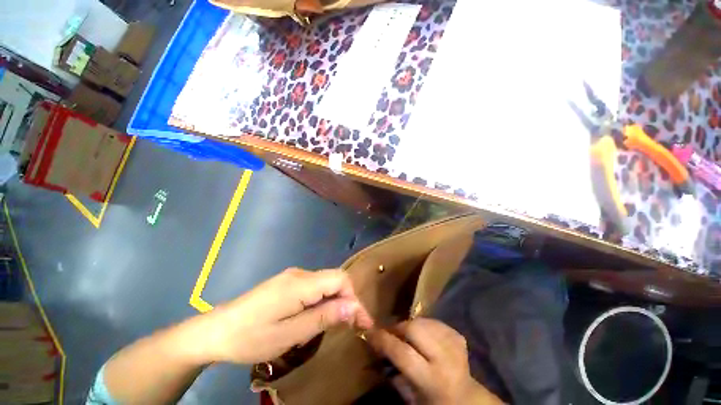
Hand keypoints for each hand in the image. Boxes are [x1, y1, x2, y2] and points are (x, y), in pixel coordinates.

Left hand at [200, 268, 373, 364]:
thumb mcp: (289, 335)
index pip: (340, 279)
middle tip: (352, 327)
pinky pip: (314, 287)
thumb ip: (323, 317)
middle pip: (334, 279)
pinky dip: (322, 300)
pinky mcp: (287, 282)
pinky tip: (314, 317)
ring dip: (334, 302)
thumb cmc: (251, 337)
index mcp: (300, 283)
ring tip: (333, 325)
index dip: (354, 298)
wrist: (215, 330)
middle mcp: (300, 273)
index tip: (362, 323)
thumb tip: (353, 307)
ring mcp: (293, 276)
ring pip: (325, 283)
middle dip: (347, 301)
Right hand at [367, 318, 501, 404]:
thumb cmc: (434, 403)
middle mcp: (445, 360)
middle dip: (398, 328)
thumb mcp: (411, 397)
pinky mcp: (458, 336)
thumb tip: (375, 345)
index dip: (383, 340)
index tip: (370, 333)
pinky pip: (434, 321)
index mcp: (432, 381)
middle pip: (414, 329)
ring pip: (423, 321)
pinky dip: (423, 325)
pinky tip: (423, 336)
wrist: (466, 399)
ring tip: (407, 335)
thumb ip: (393, 371)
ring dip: (410, 325)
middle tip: (391, 333)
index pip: (402, 353)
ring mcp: (454, 345)